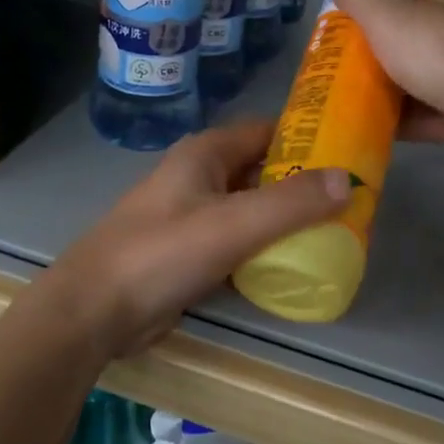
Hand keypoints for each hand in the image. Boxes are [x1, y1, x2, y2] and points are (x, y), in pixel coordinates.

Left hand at [43, 120, 349, 358]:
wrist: (94, 311)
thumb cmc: (162, 254)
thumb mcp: (233, 224)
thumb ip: (292, 202)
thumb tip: (349, 179)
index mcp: (205, 154)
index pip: (267, 132)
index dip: (308, 139)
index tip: (350, 155)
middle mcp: (199, 177)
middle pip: (261, 171)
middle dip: (302, 185)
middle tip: (349, 204)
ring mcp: (192, 217)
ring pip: (250, 210)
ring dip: (284, 221)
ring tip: (332, 235)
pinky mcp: (188, 254)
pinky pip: (236, 243)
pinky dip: (263, 251)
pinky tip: (292, 267)